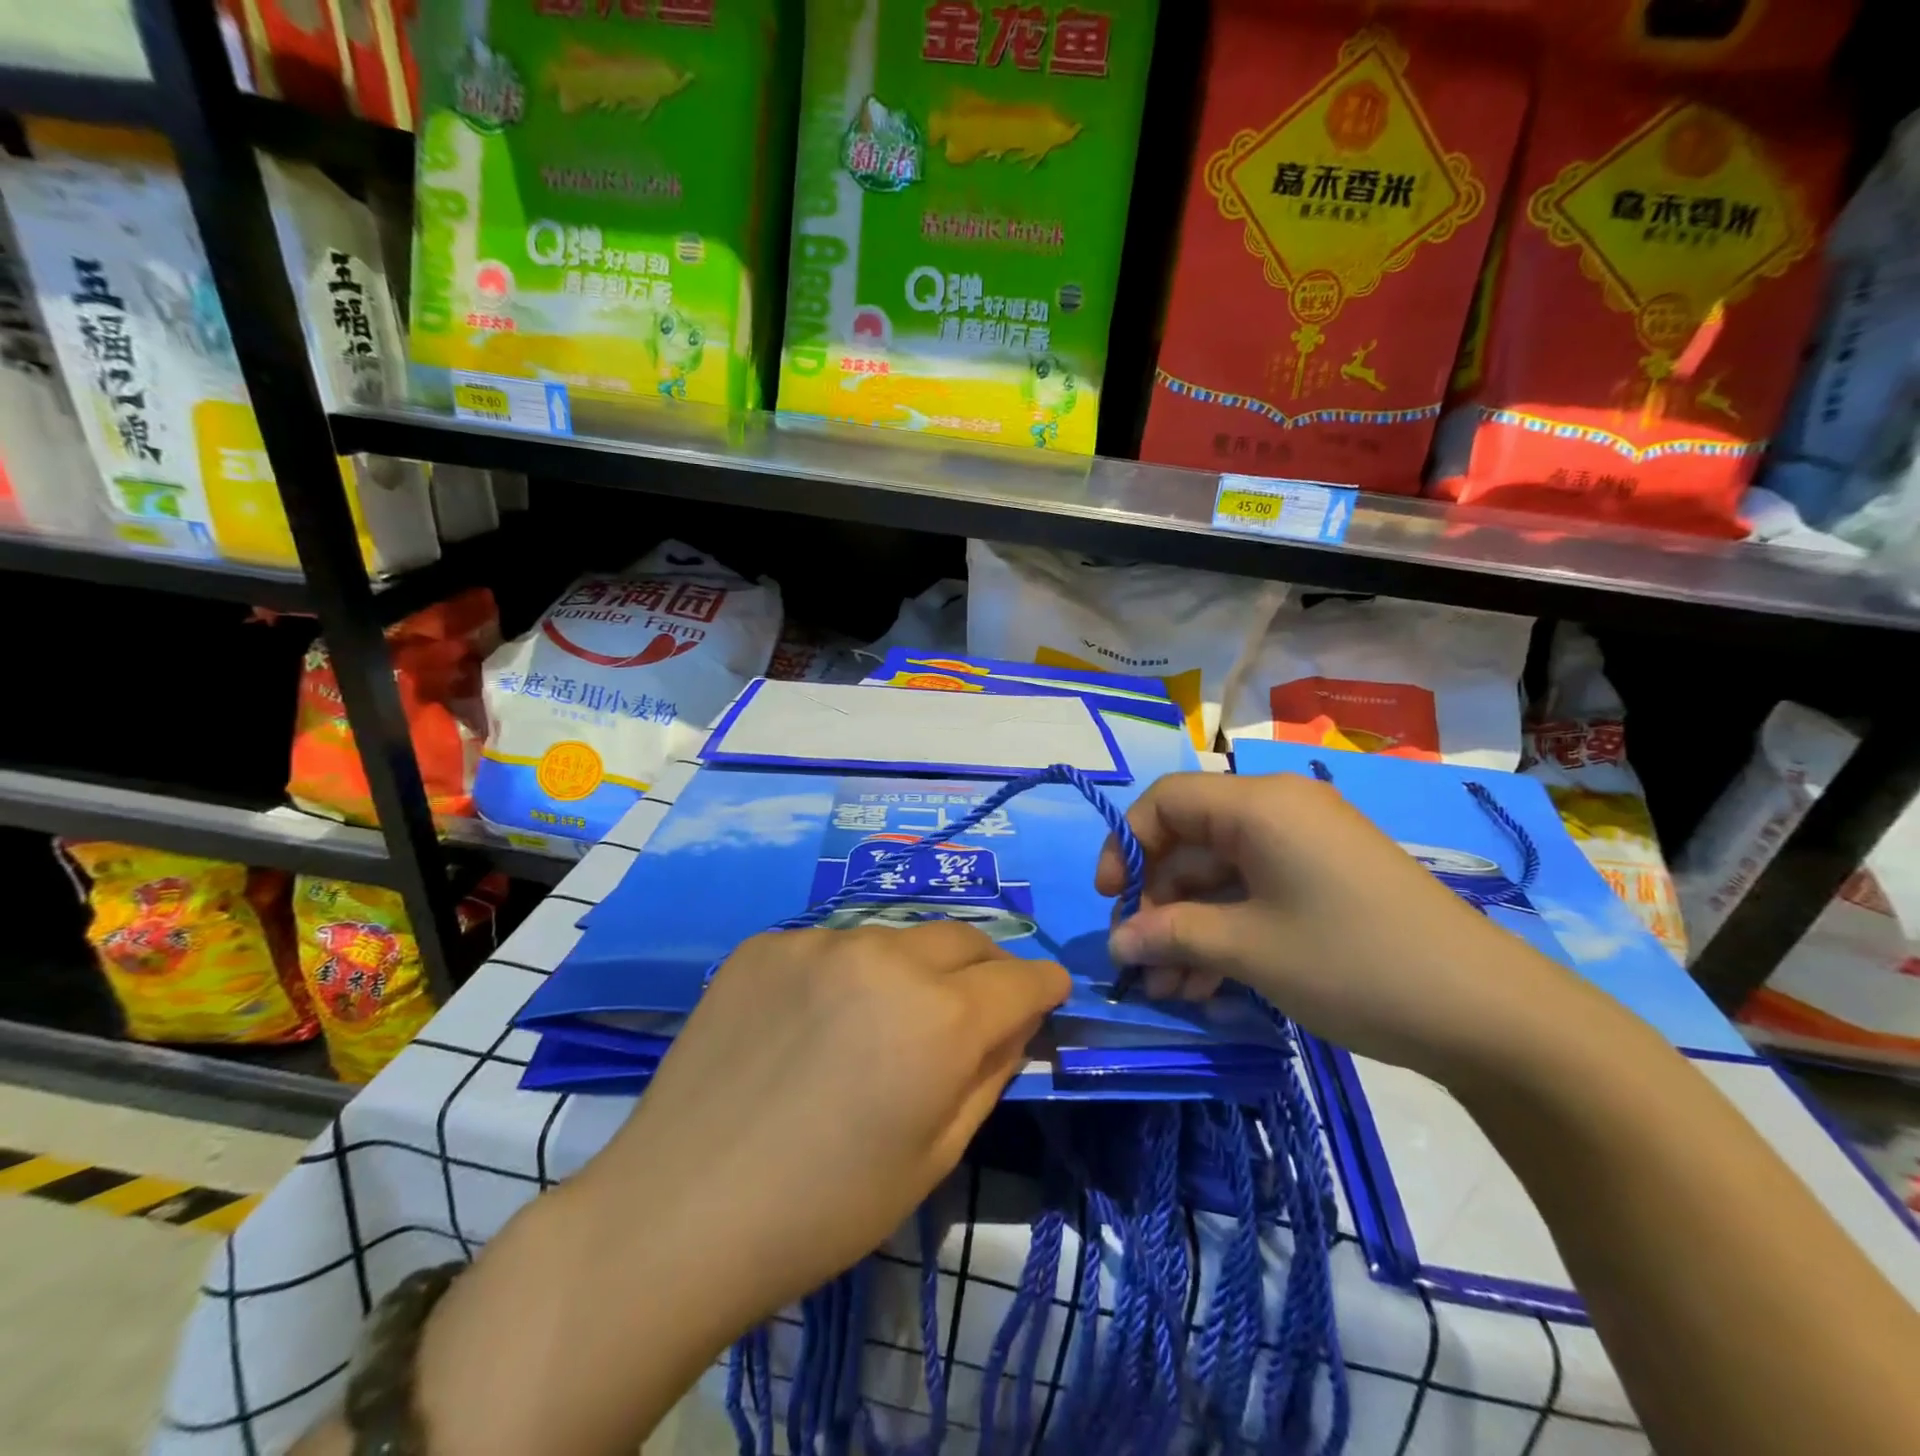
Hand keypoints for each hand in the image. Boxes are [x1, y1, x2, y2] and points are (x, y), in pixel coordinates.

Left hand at [401, 923, 1069, 1455]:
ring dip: (907, 972)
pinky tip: (808, 1024)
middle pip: (963, 938)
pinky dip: (841, 976)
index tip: (1045, 997)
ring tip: (874, 1025)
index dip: (1041, 987)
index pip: (1021, 976)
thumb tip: (1016, 1020)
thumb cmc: (823, 1208)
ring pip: (894, 940)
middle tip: (971, 1008)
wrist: (678, 1210)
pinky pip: (829, 947)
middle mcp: (886, 956)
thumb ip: (989, 1072)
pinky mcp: (766, 941)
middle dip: (983, 968)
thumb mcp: (933, 1156)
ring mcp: (819, 940)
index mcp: (939, 1016)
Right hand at [1094, 771, 1583, 1080]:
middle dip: (1158, 903)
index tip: (1112, 902)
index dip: (1126, 845)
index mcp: (1258, 805)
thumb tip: (1116, 943)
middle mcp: (1279, 812)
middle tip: (1141, 963)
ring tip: (1170, 989)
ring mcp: (1306, 847)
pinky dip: (1226, 931)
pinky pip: (1255, 893)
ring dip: (1188, 927)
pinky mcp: (1324, 881)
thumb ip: (1171, 935)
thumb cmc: (1354, 962)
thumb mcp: (1250, 949)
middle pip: (1190, 842)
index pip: (1165, 800)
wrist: (1490, 1014)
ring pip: (1220, 876)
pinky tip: (1207, 984)